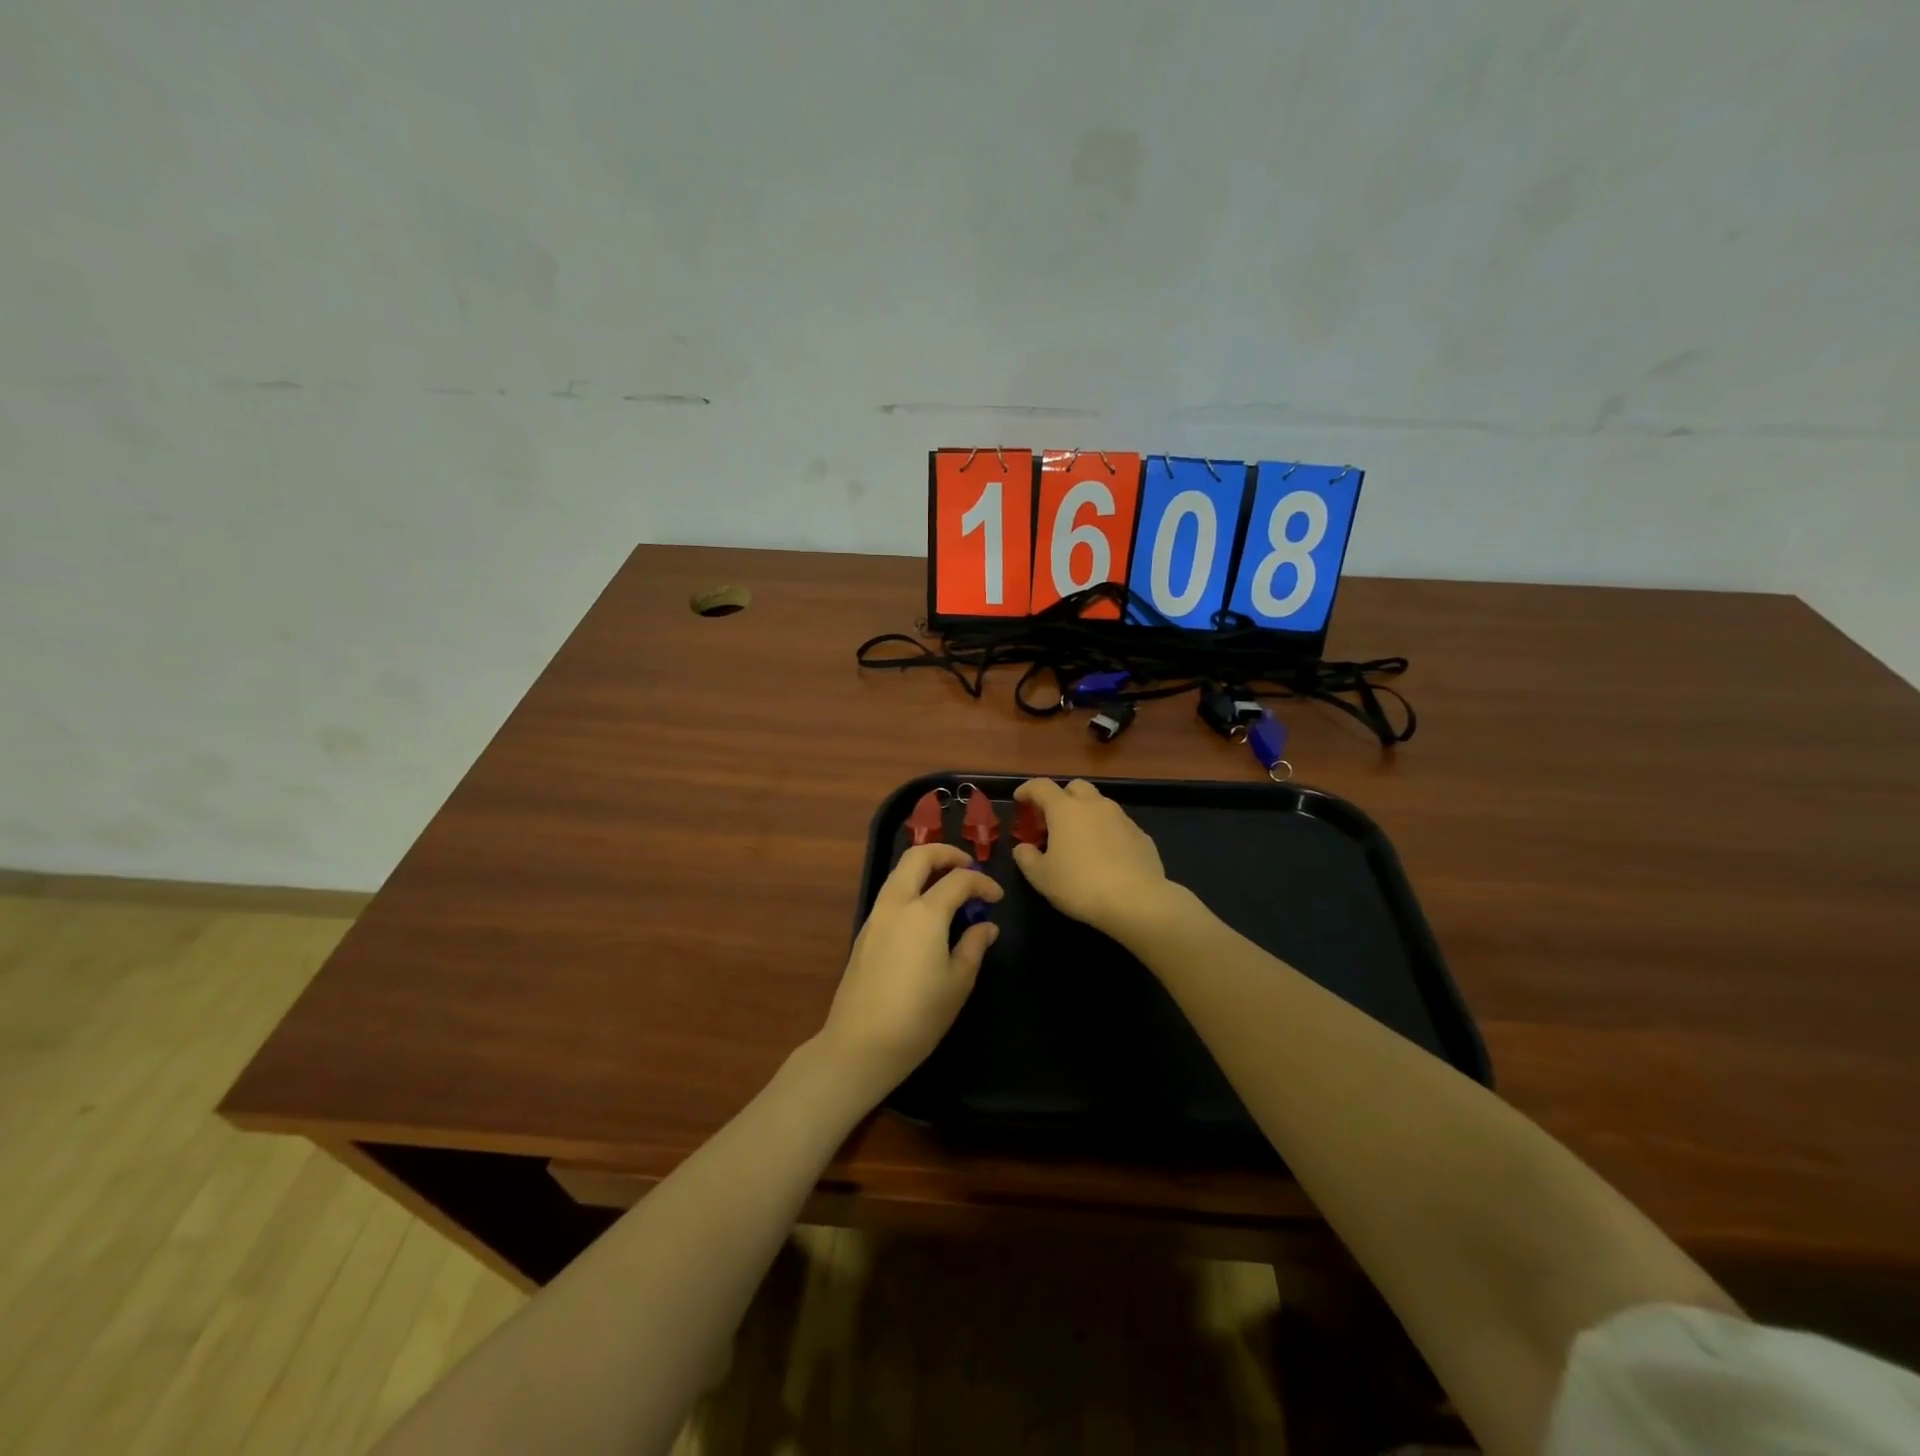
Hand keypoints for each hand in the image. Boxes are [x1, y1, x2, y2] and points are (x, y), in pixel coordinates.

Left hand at [818, 843, 1001, 1103]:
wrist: (861, 1044)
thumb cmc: (918, 1016)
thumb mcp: (957, 983)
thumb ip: (973, 947)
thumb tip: (985, 926)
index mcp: (925, 913)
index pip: (959, 880)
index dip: (982, 883)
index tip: (997, 897)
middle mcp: (897, 904)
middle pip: (918, 857)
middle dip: (946, 853)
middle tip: (968, 867)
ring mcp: (876, 916)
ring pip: (899, 872)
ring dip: (925, 868)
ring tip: (949, 886)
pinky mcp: (865, 932)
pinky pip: (891, 894)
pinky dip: (911, 888)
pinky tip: (926, 914)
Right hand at [1011, 778, 1172, 935]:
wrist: (1136, 900)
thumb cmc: (1080, 885)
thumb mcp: (1041, 877)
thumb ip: (1026, 858)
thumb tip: (1023, 848)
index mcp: (1065, 810)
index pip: (1041, 786)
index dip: (1027, 789)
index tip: (1020, 800)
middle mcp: (1095, 805)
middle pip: (1075, 787)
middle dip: (1061, 797)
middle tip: (1053, 820)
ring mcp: (1121, 818)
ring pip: (1100, 804)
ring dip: (1086, 814)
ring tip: (1080, 840)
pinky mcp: (1141, 835)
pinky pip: (1118, 825)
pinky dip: (1106, 832)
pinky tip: (1105, 856)